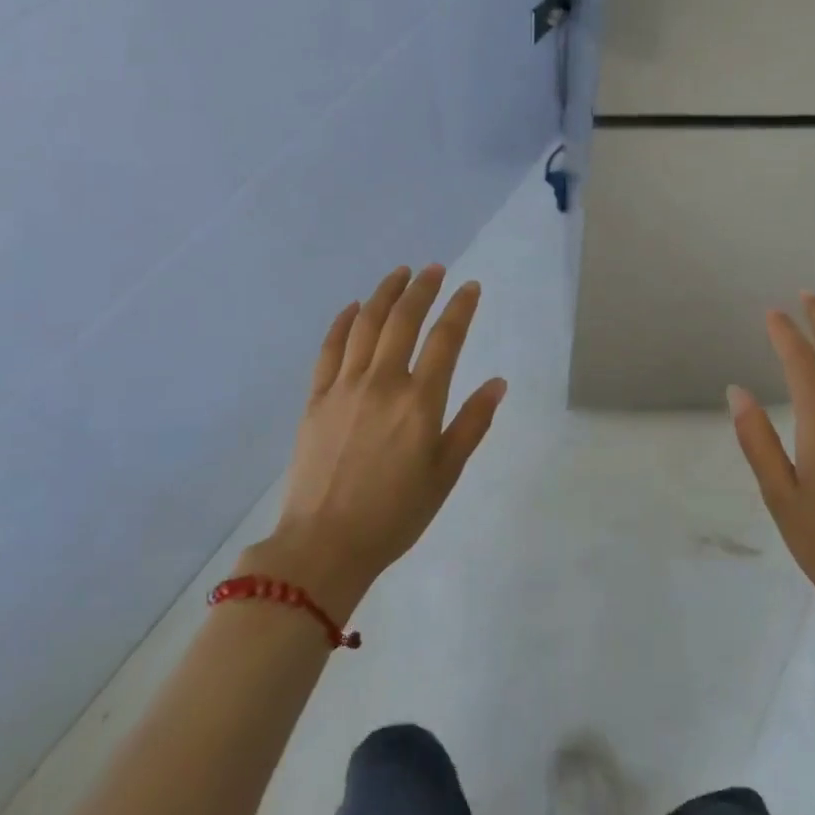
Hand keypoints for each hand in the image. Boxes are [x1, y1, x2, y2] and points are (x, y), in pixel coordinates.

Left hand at [245, 265, 506, 614]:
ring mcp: (344, 387)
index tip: (470, 287)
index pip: (445, 339)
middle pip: (403, 320)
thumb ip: (472, 423)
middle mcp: (382, 383)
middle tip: (435, 269)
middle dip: (422, 288)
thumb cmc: (395, 514)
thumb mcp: (446, 473)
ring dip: (384, 293)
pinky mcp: (316, 399)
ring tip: (400, 274)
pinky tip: (354, 308)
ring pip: (366, 324)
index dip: (461, 308)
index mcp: (420, 402)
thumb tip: (498, 382)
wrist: (323, 545)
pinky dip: (343, 322)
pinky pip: (330, 349)